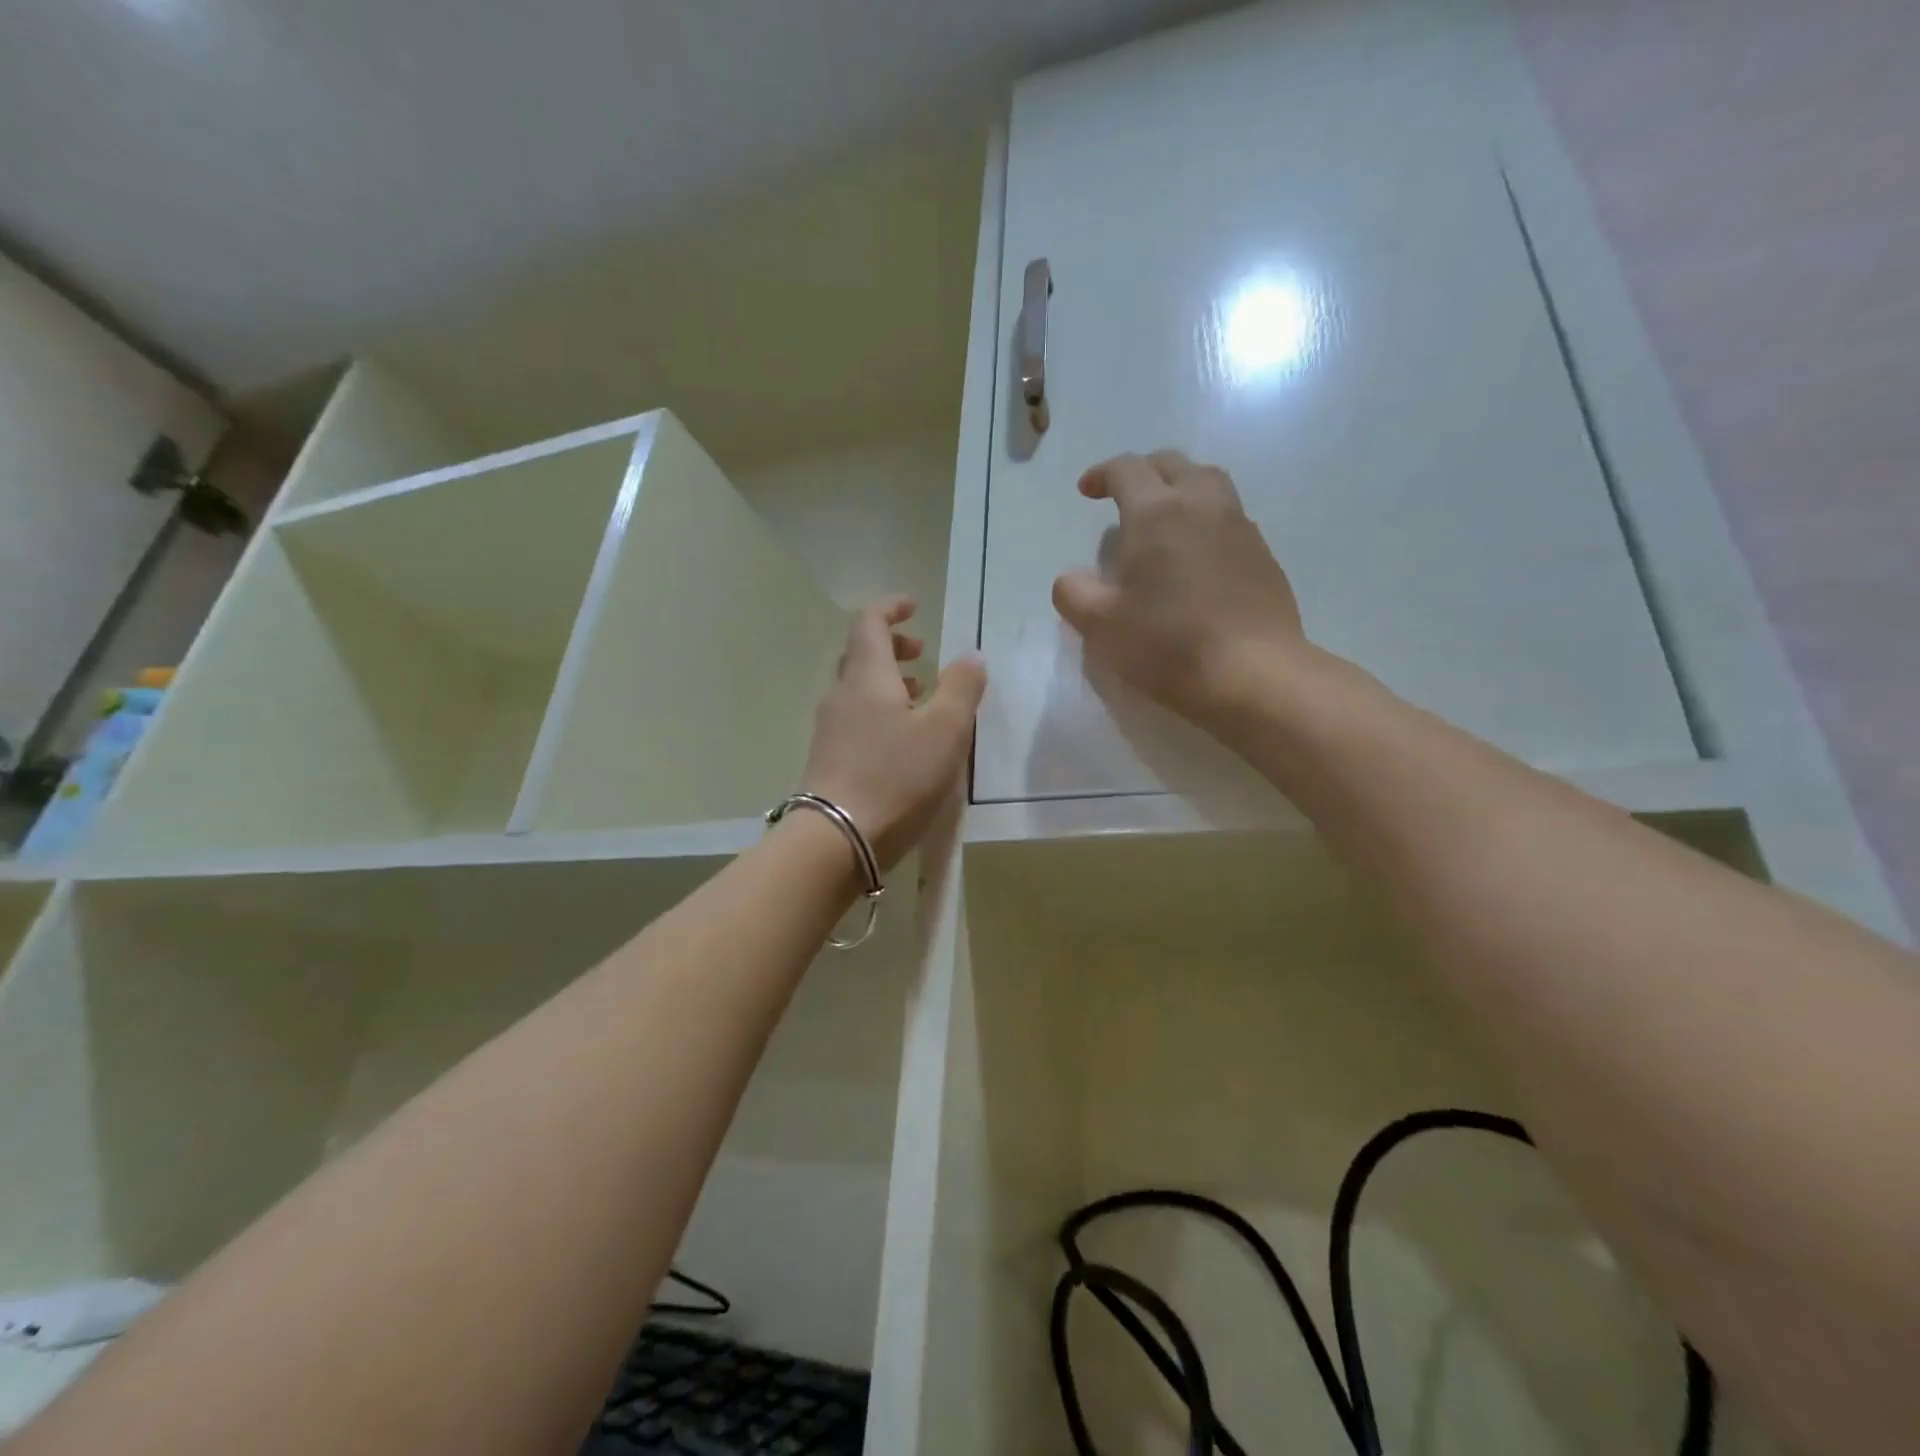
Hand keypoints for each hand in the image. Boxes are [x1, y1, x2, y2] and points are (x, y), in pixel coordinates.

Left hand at [801, 596, 987, 869]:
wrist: (836, 839)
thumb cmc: (895, 776)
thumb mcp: (945, 730)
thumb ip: (962, 688)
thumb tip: (970, 657)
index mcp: (867, 676)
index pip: (869, 623)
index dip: (890, 609)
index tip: (913, 607)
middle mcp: (841, 695)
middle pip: (861, 656)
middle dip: (893, 648)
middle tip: (924, 656)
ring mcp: (830, 730)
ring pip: (858, 691)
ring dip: (889, 685)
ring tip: (921, 699)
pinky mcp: (828, 761)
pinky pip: (855, 721)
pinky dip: (879, 714)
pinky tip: (902, 742)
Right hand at [1052, 451, 1307, 725]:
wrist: (1253, 674)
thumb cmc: (1168, 645)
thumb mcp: (1101, 626)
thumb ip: (1073, 593)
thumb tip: (1072, 577)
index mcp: (1156, 514)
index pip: (1127, 469)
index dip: (1102, 474)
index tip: (1086, 491)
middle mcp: (1202, 505)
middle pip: (1172, 464)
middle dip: (1143, 472)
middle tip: (1123, 496)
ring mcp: (1239, 526)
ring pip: (1208, 483)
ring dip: (1180, 487)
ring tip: (1163, 518)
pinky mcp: (1263, 554)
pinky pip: (1230, 515)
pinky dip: (1205, 518)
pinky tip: (1196, 554)